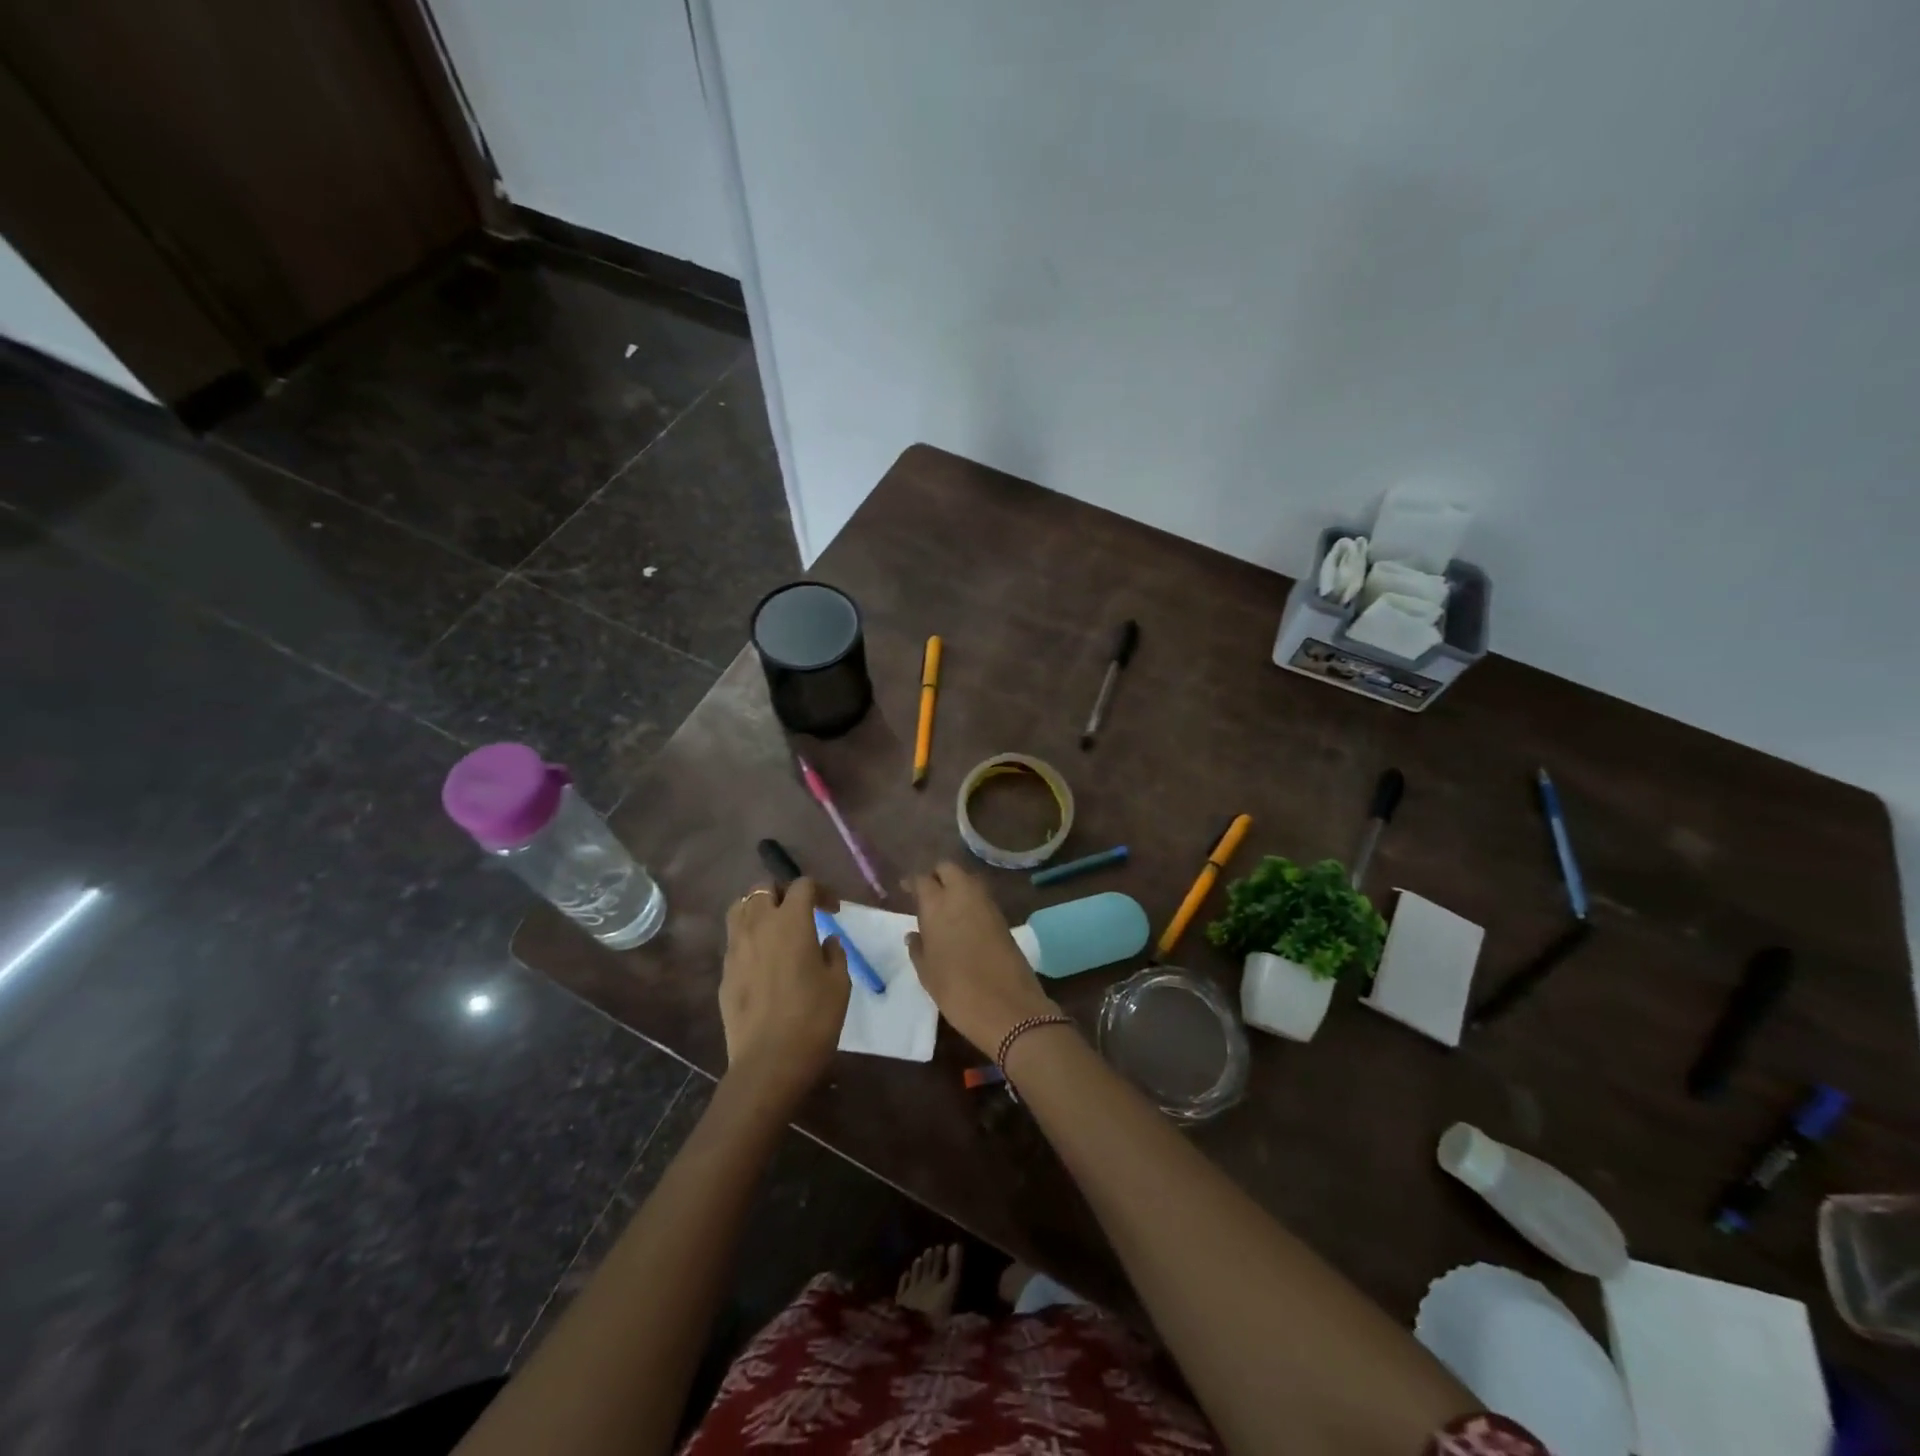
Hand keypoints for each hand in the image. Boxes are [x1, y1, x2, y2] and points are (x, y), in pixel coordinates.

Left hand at [719, 878, 848, 1110]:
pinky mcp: (724, 972)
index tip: (833, 910)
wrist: (769, 1063)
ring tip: (775, 928)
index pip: (802, 885)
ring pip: (740, 908)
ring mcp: (735, 948)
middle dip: (783, 892)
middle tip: (800, 912)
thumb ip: (834, 953)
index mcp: (791, 921)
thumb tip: (826, 941)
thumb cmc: (813, 1019)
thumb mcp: (839, 983)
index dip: (820, 891)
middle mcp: (759, 925)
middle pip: (763, 887)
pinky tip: (763, 961)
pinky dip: (748, 938)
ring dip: (759, 909)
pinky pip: (734, 940)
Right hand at [906, 862, 1058, 1055]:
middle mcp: (962, 895)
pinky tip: (963, 920)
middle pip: (948, 869)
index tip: (905, 890)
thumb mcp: (927, 973)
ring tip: (944, 907)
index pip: (922, 879)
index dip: (913, 882)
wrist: (1008, 1006)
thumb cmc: (957, 990)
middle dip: (937, 875)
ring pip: (968, 879)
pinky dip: (970, 900)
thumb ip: (917, 948)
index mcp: (937, 904)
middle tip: (927, 893)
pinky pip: (981, 897)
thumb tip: (913, 935)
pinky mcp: (1002, 917)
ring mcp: (986, 904)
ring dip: (956, 885)